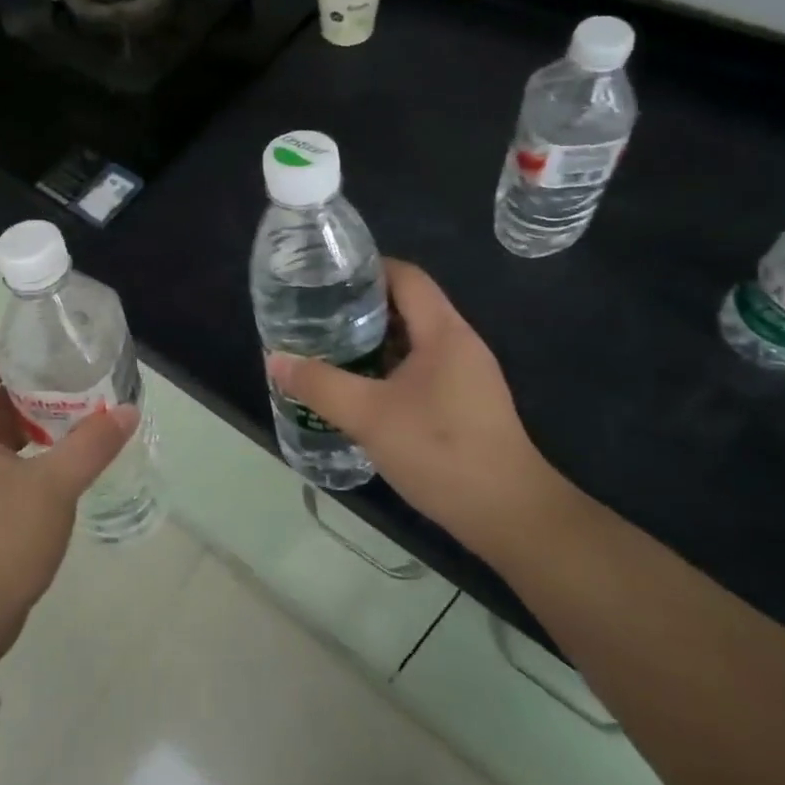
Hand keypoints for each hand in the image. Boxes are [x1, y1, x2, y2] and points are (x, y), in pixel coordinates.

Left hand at [0, 354, 136, 670]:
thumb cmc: (3, 540)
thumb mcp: (55, 487)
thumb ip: (91, 445)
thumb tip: (127, 410)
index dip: (6, 356)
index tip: (45, 348)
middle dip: (25, 390)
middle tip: (68, 381)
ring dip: (26, 424)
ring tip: (69, 417)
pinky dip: (22, 454)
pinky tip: (55, 464)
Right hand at [266, 259, 569, 565]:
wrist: (510, 516)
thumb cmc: (441, 452)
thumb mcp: (369, 416)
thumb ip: (320, 385)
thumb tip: (274, 359)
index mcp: (443, 332)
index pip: (405, 276)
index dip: (366, 269)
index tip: (324, 278)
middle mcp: (458, 344)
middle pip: (407, 305)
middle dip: (360, 306)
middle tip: (316, 315)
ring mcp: (465, 375)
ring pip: (412, 340)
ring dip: (372, 340)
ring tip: (327, 347)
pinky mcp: (464, 403)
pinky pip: (419, 368)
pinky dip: (387, 367)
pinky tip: (358, 388)